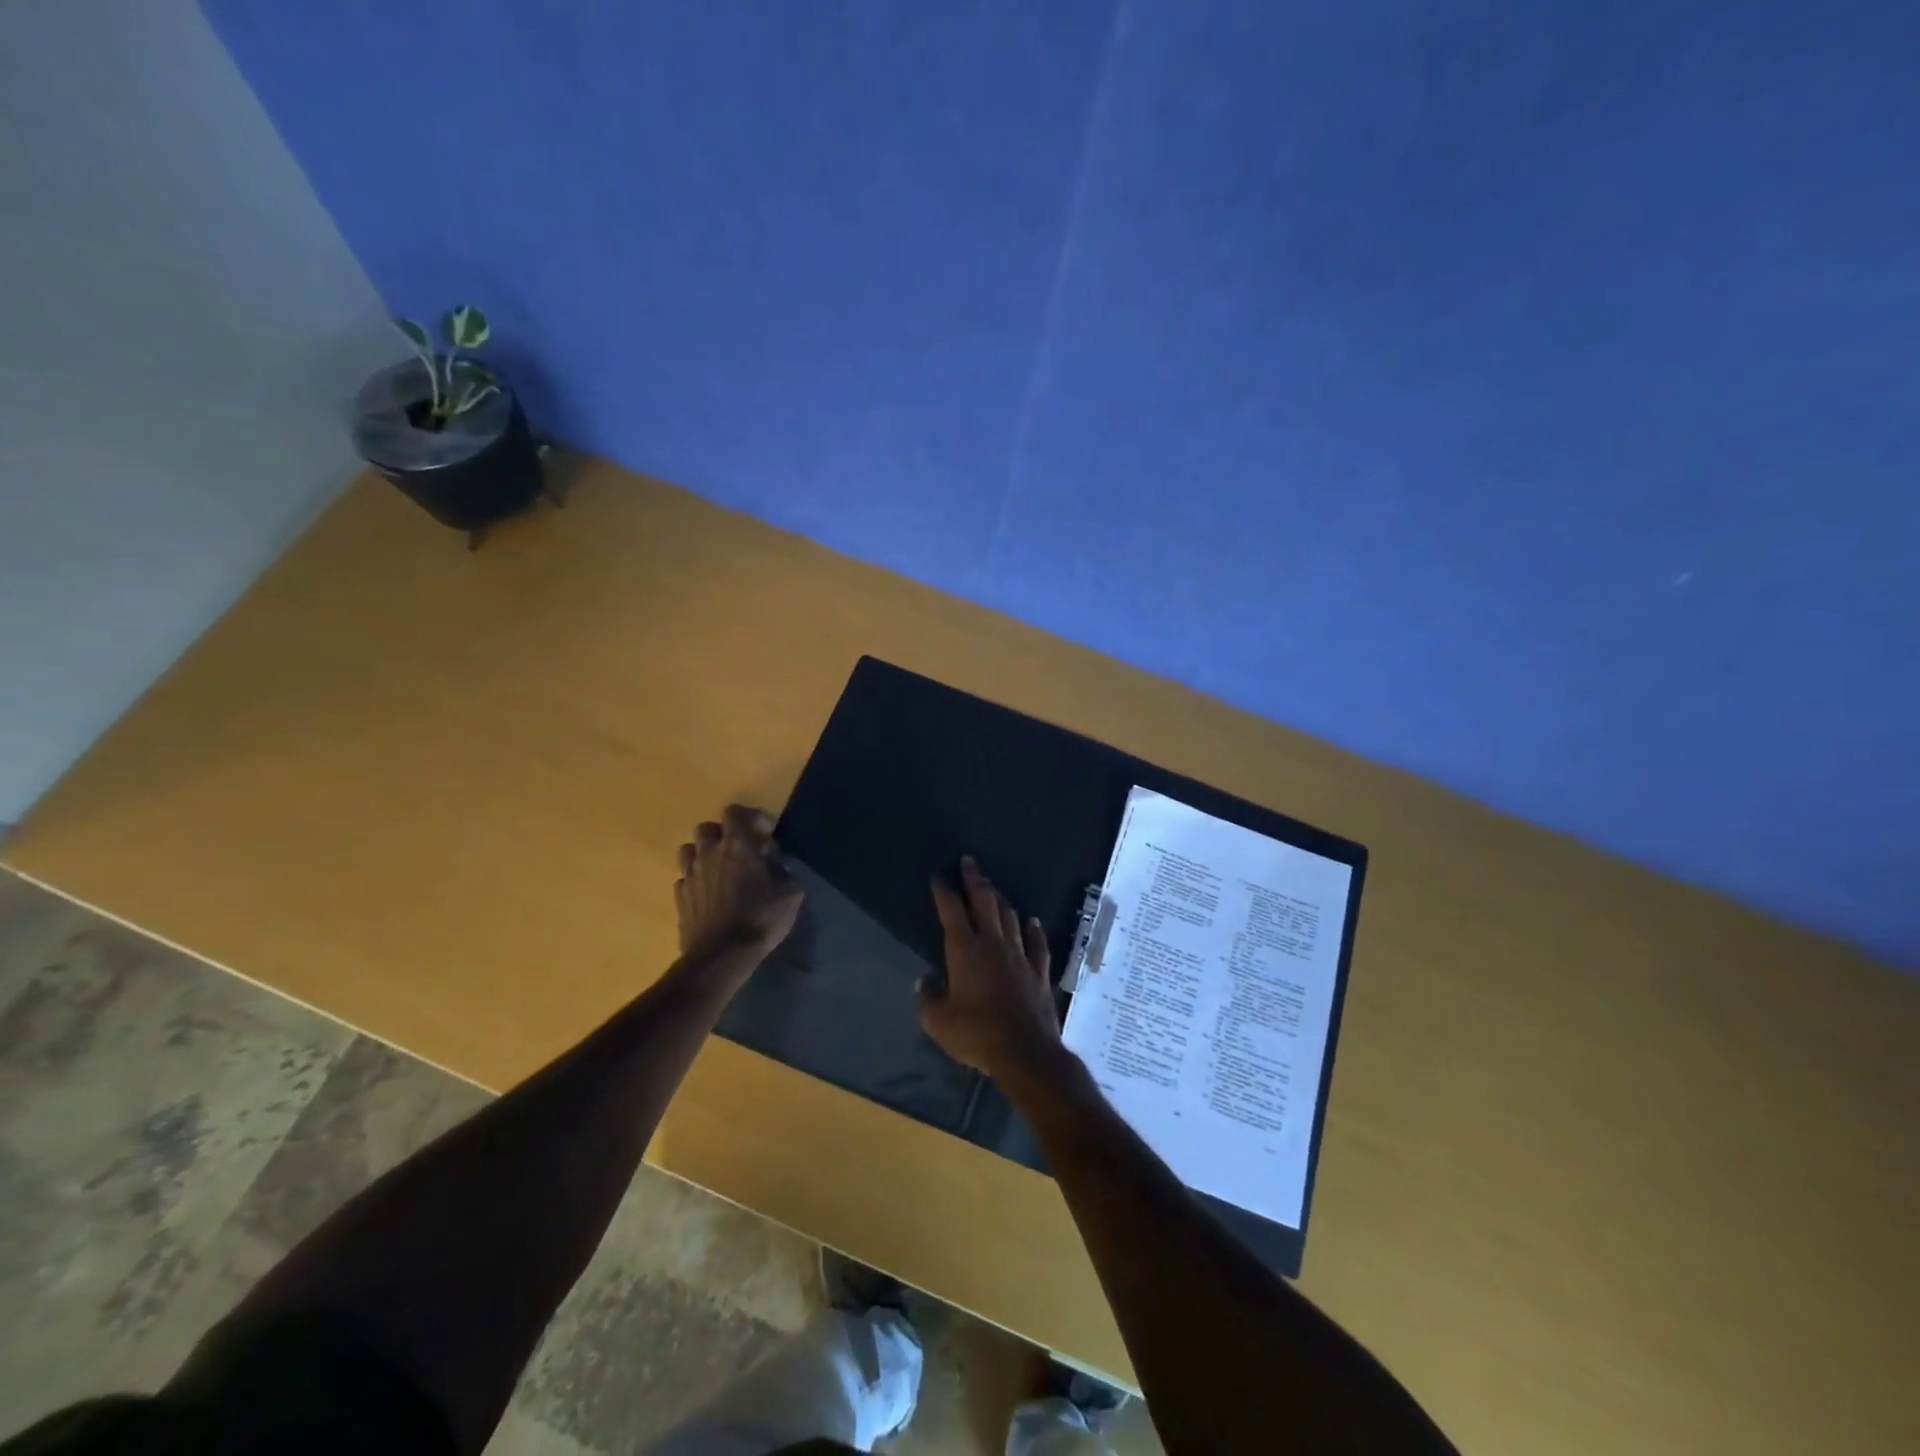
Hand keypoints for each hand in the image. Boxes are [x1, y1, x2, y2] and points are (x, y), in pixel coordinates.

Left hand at [675, 805, 803, 970]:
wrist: (722, 956)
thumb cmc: (761, 918)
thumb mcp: (790, 892)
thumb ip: (783, 870)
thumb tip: (775, 863)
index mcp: (737, 845)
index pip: (735, 812)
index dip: (750, 817)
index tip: (765, 834)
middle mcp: (709, 853)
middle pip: (707, 828)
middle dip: (723, 833)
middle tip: (739, 850)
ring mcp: (690, 875)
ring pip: (688, 849)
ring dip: (703, 853)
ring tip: (719, 868)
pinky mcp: (679, 898)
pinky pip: (684, 877)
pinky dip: (695, 879)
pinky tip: (708, 893)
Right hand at [921, 857, 1068, 1085]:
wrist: (1024, 1051)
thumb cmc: (975, 1034)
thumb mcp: (937, 1021)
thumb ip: (928, 997)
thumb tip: (925, 980)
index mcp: (965, 950)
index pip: (951, 910)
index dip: (944, 891)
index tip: (939, 877)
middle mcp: (993, 943)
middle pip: (984, 902)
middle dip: (975, 879)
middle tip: (970, 862)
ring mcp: (1020, 955)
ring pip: (1010, 917)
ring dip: (1001, 900)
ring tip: (994, 889)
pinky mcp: (1039, 970)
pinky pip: (1037, 943)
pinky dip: (1034, 929)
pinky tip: (1032, 920)